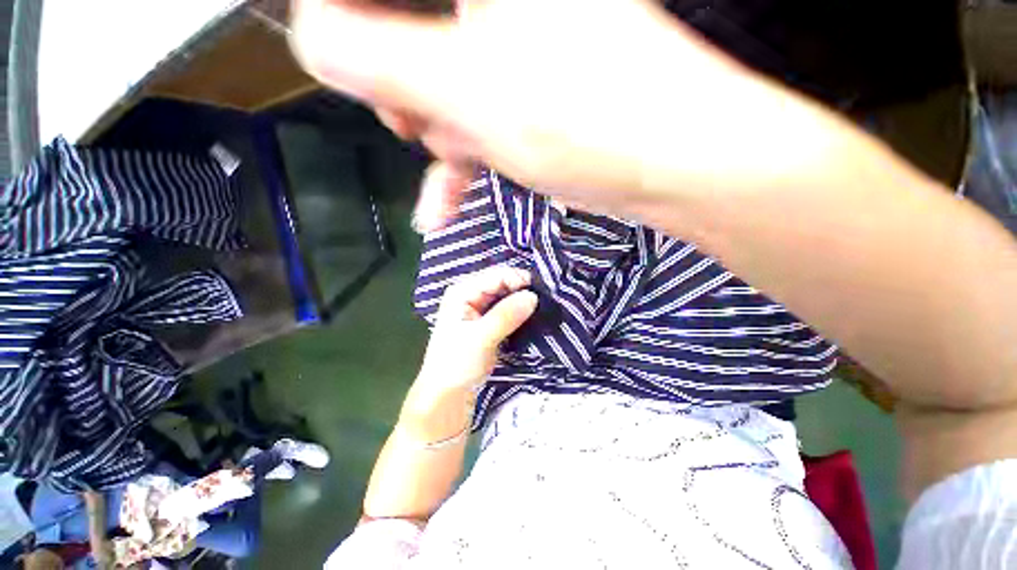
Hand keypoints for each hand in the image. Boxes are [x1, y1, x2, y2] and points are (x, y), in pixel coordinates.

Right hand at [290, 0, 807, 230]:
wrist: (668, 164)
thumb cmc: (581, 122)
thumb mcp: (468, 91)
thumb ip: (379, 59)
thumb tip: (311, 39)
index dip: (349, 24)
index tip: (348, 67)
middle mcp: (498, 1)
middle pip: (410, 33)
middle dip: (406, 91)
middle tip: (419, 127)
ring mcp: (520, 44)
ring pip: (447, 83)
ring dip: (440, 130)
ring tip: (458, 159)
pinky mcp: (536, 89)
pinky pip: (479, 115)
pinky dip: (460, 158)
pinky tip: (444, 200)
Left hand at [415, 265, 536, 391]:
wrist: (447, 394)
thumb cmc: (456, 364)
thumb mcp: (481, 338)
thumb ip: (505, 315)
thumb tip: (533, 296)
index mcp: (463, 291)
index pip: (496, 275)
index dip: (519, 280)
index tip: (540, 293)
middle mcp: (470, 294)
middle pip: (502, 283)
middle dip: (522, 290)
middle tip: (544, 301)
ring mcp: (479, 307)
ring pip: (506, 296)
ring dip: (522, 301)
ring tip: (541, 308)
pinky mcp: (487, 321)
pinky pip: (507, 309)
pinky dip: (518, 312)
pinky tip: (531, 317)